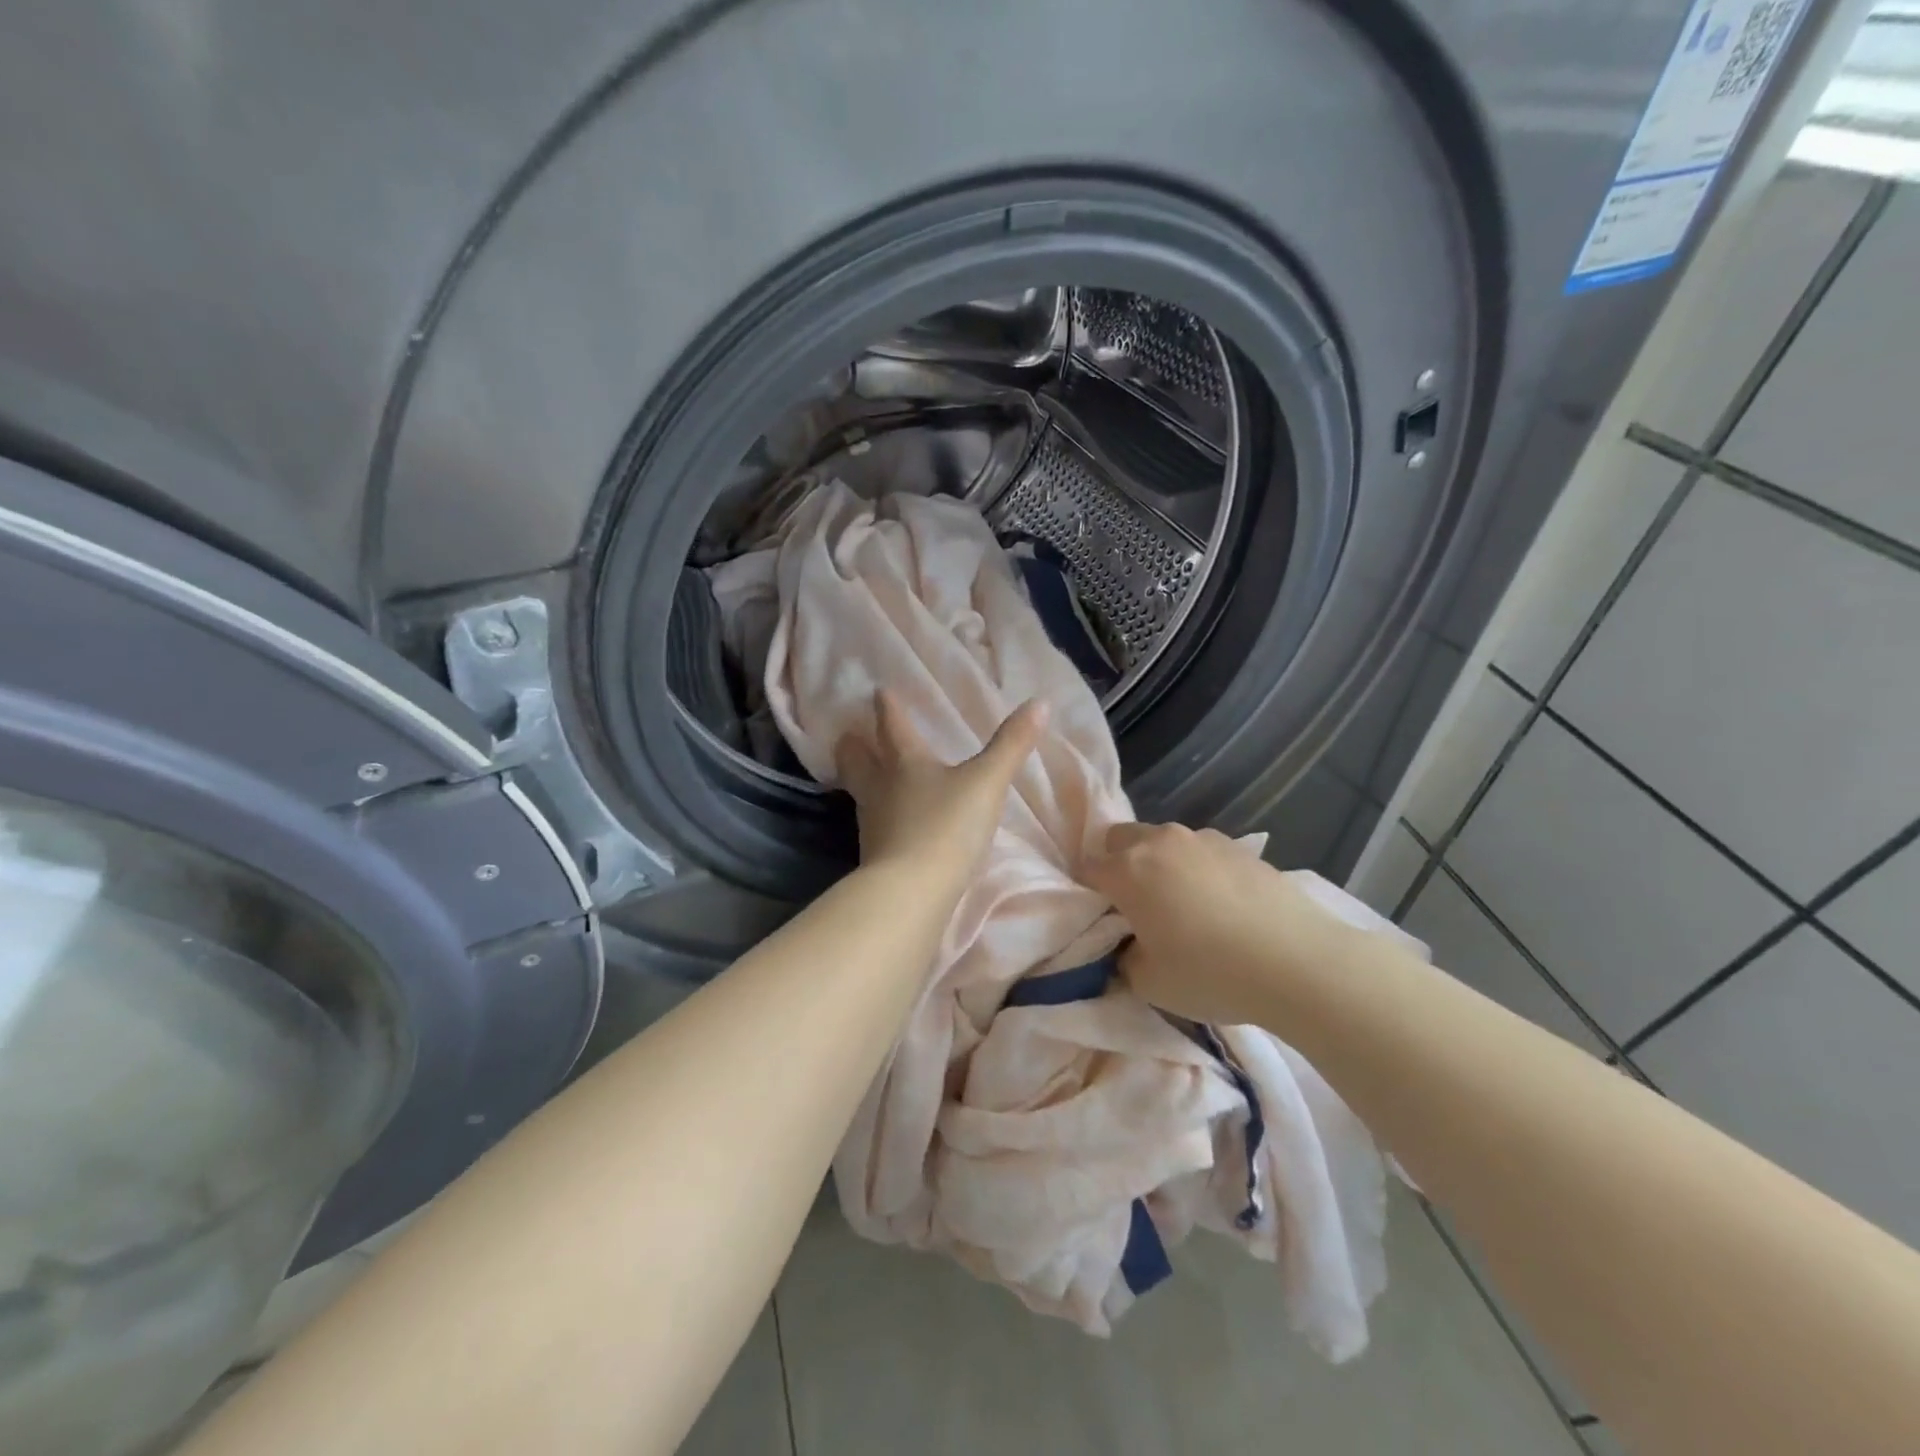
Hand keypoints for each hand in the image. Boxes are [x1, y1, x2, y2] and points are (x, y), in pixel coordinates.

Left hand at [836, 691, 1046, 894]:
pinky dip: (879, 819)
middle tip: (847, 736)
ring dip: (863, 782)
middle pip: (858, 762)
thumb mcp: (987, 783)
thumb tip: (1040, 703)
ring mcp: (874, 826)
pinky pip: (875, 828)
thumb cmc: (947, 827)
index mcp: (905, 764)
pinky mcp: (875, 858)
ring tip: (871, 779)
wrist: (912, 892)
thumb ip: (1012, 745)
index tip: (879, 692)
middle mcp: (881, 790)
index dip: (888, 708)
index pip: (893, 727)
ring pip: (862, 795)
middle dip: (854, 747)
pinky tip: (891, 827)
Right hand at [1081, 821, 1346, 1024]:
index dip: (1087, 891)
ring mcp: (1204, 839)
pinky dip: (1199, 870)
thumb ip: (1124, 958)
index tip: (1099, 916)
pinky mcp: (1241, 847)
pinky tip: (1223, 906)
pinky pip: (1202, 852)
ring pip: (1164, 841)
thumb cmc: (1210, 974)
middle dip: (1118, 863)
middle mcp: (1160, 843)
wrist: (1297, 962)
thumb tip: (1129, 946)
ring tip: (1186, 906)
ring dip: (1161, 864)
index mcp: (1128, 871)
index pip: (1088, 867)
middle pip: (1122, 838)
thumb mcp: (1149, 983)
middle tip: (1135, 905)